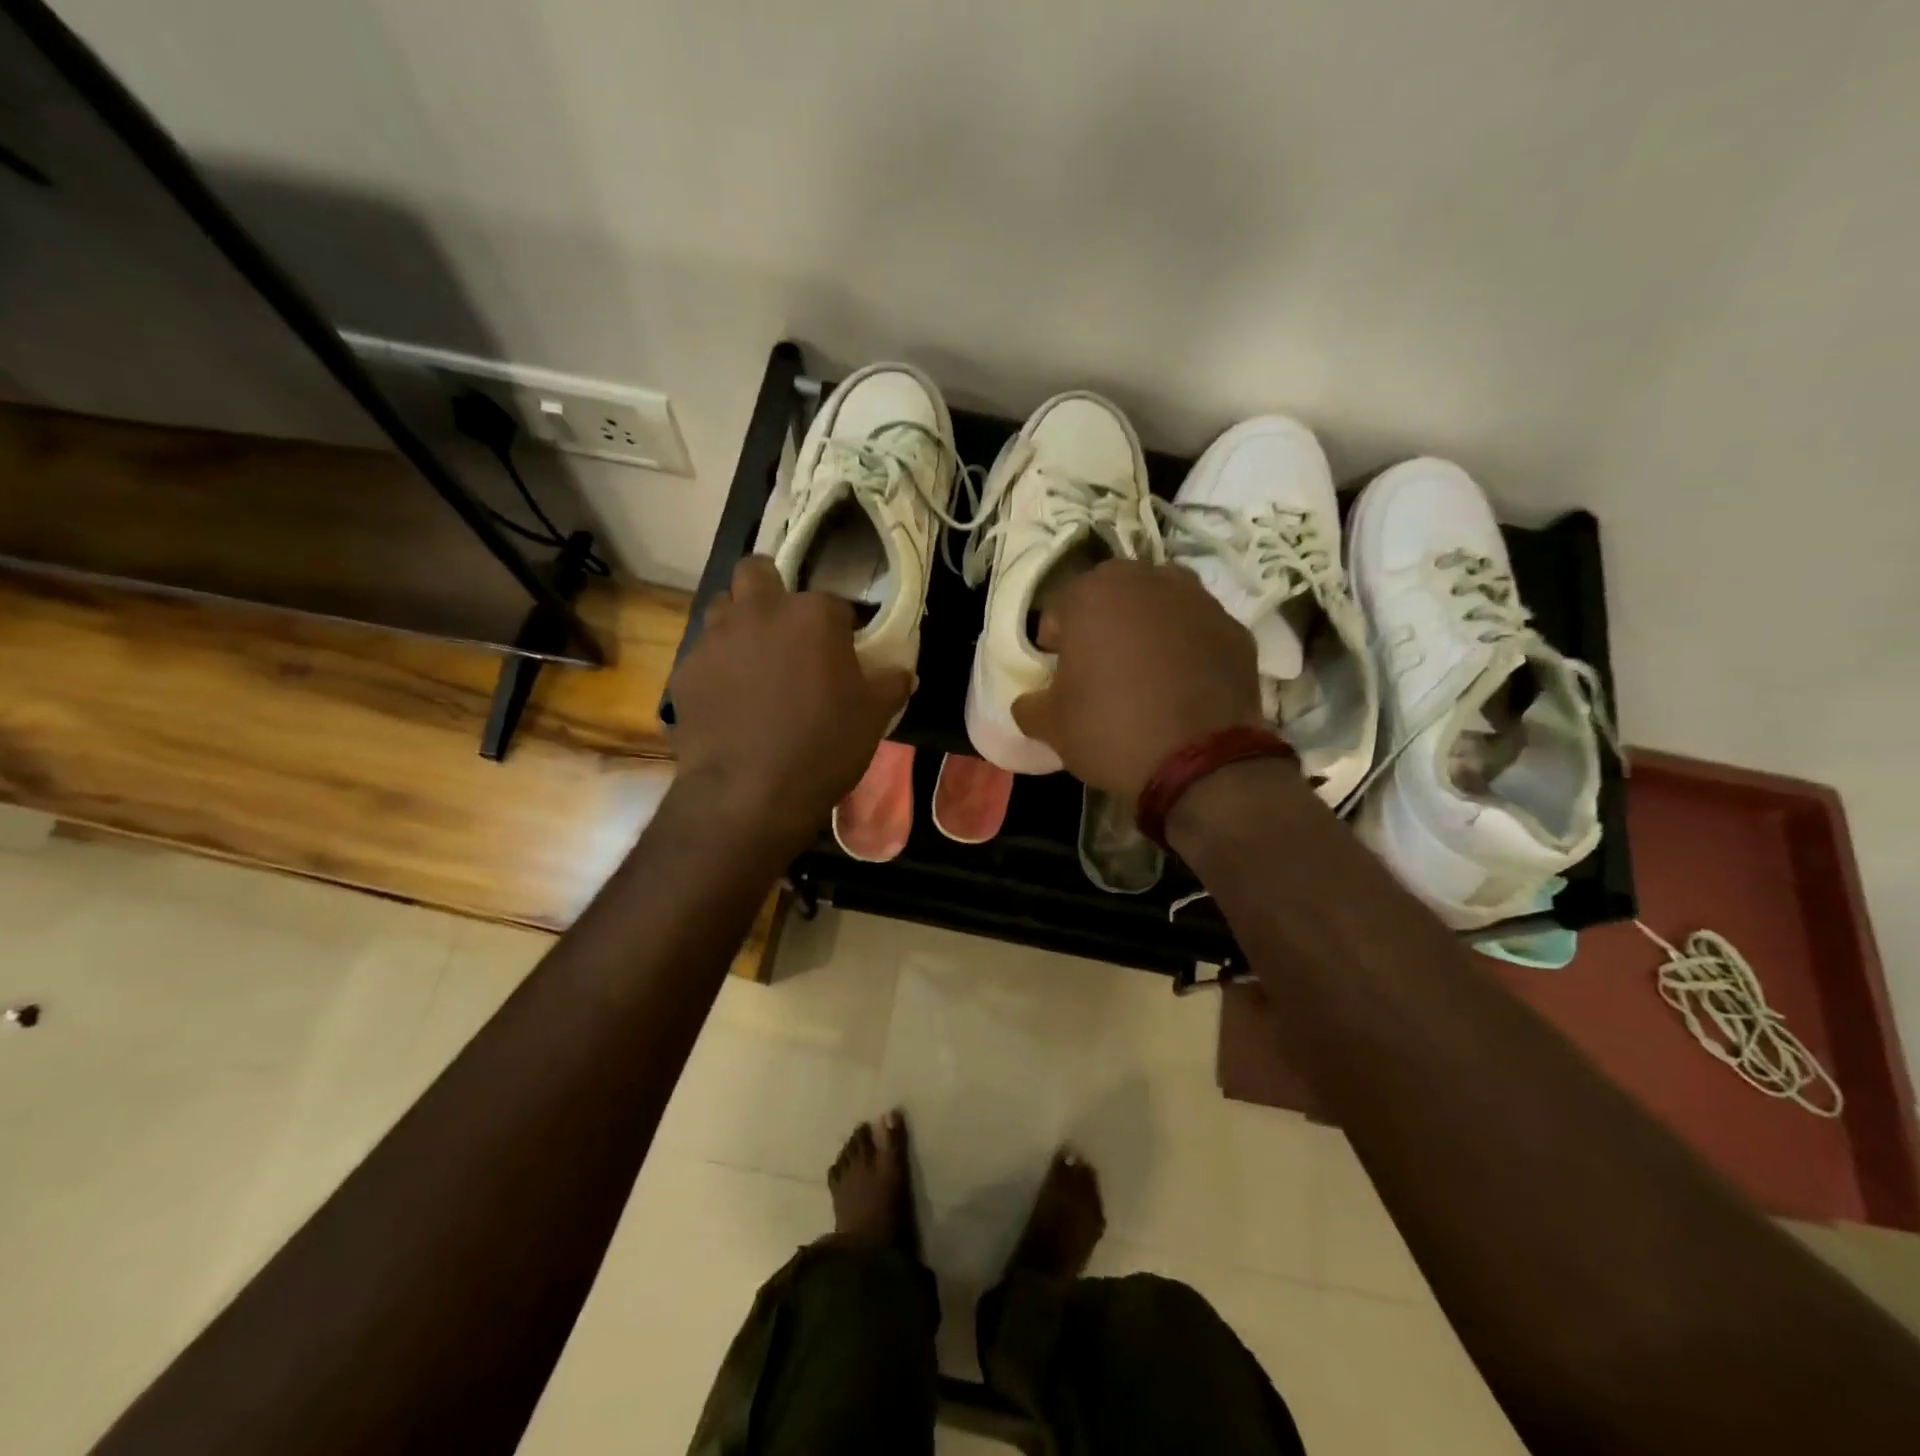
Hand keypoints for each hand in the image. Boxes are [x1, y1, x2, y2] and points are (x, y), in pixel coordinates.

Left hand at [671, 557, 910, 842]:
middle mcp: (760, 612)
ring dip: (739, 623)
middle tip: (785, 630)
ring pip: (722, 607)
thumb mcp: (873, 717)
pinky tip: (728, 702)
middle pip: (757, 572)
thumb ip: (890, 685)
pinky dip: (717, 668)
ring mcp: (715, 639)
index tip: (843, 653)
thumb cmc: (823, 746)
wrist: (749, 792)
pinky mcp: (685, 671)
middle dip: (770, 589)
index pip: (834, 603)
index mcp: (813, 615)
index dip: (840, 627)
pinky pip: (703, 655)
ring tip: (754, 663)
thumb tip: (904, 673)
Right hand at [1012, 560, 1265, 800]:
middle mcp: (1148, 580)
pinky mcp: (1236, 630)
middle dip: (1102, 626)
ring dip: (1148, 630)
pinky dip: (1188, 650)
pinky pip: (1198, 632)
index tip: (1059, 675)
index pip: (1059, 609)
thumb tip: (1031, 701)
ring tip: (1146, 675)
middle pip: (1112, 597)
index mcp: (1094, 593)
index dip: (1054, 644)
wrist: (1201, 762)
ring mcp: (1199, 601)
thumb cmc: (1111, 730)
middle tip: (1100, 670)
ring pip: (1160, 607)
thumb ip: (1030, 704)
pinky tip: (1184, 688)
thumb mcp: (1050, 725)